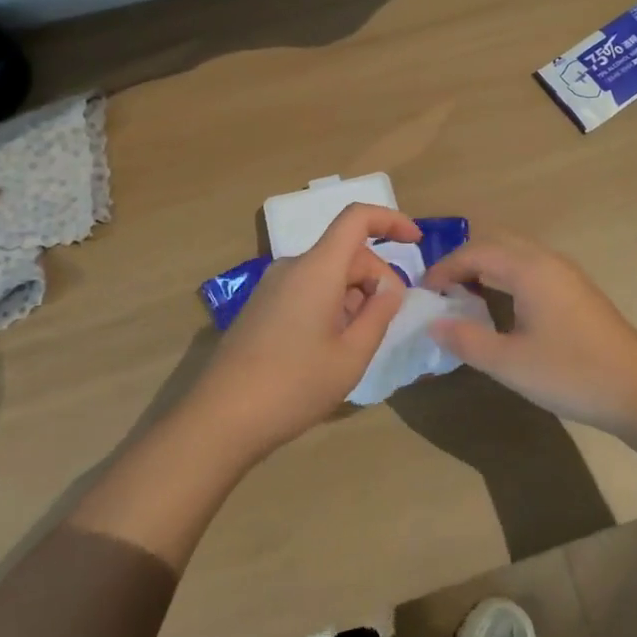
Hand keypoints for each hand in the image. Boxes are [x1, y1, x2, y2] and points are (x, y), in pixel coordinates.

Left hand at [184, 204, 420, 463]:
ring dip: (353, 295)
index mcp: (317, 268)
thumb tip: (389, 287)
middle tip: (388, 321)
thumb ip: (379, 313)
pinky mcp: (262, 306)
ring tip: (358, 343)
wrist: (221, 418)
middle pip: (346, 251)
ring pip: (328, 273)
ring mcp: (273, 286)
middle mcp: (292, 266)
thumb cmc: (294, 386)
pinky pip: (308, 289)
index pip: (357, 218)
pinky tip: (331, 346)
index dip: (390, 220)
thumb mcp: (352, 355)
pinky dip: (331, 304)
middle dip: (376, 277)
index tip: (415, 240)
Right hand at [422, 232, 636, 433]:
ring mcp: (566, 274)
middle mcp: (547, 260)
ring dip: (487, 267)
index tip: (424, 294)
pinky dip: (507, 276)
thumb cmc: (571, 373)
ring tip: (465, 298)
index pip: (475, 252)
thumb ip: (466, 340)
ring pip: (516, 254)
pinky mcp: (577, 290)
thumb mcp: (509, 363)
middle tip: (442, 292)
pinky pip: (531, 268)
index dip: (444, 269)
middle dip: (464, 262)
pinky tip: (502, 308)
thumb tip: (433, 324)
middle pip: (496, 243)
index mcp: (529, 268)